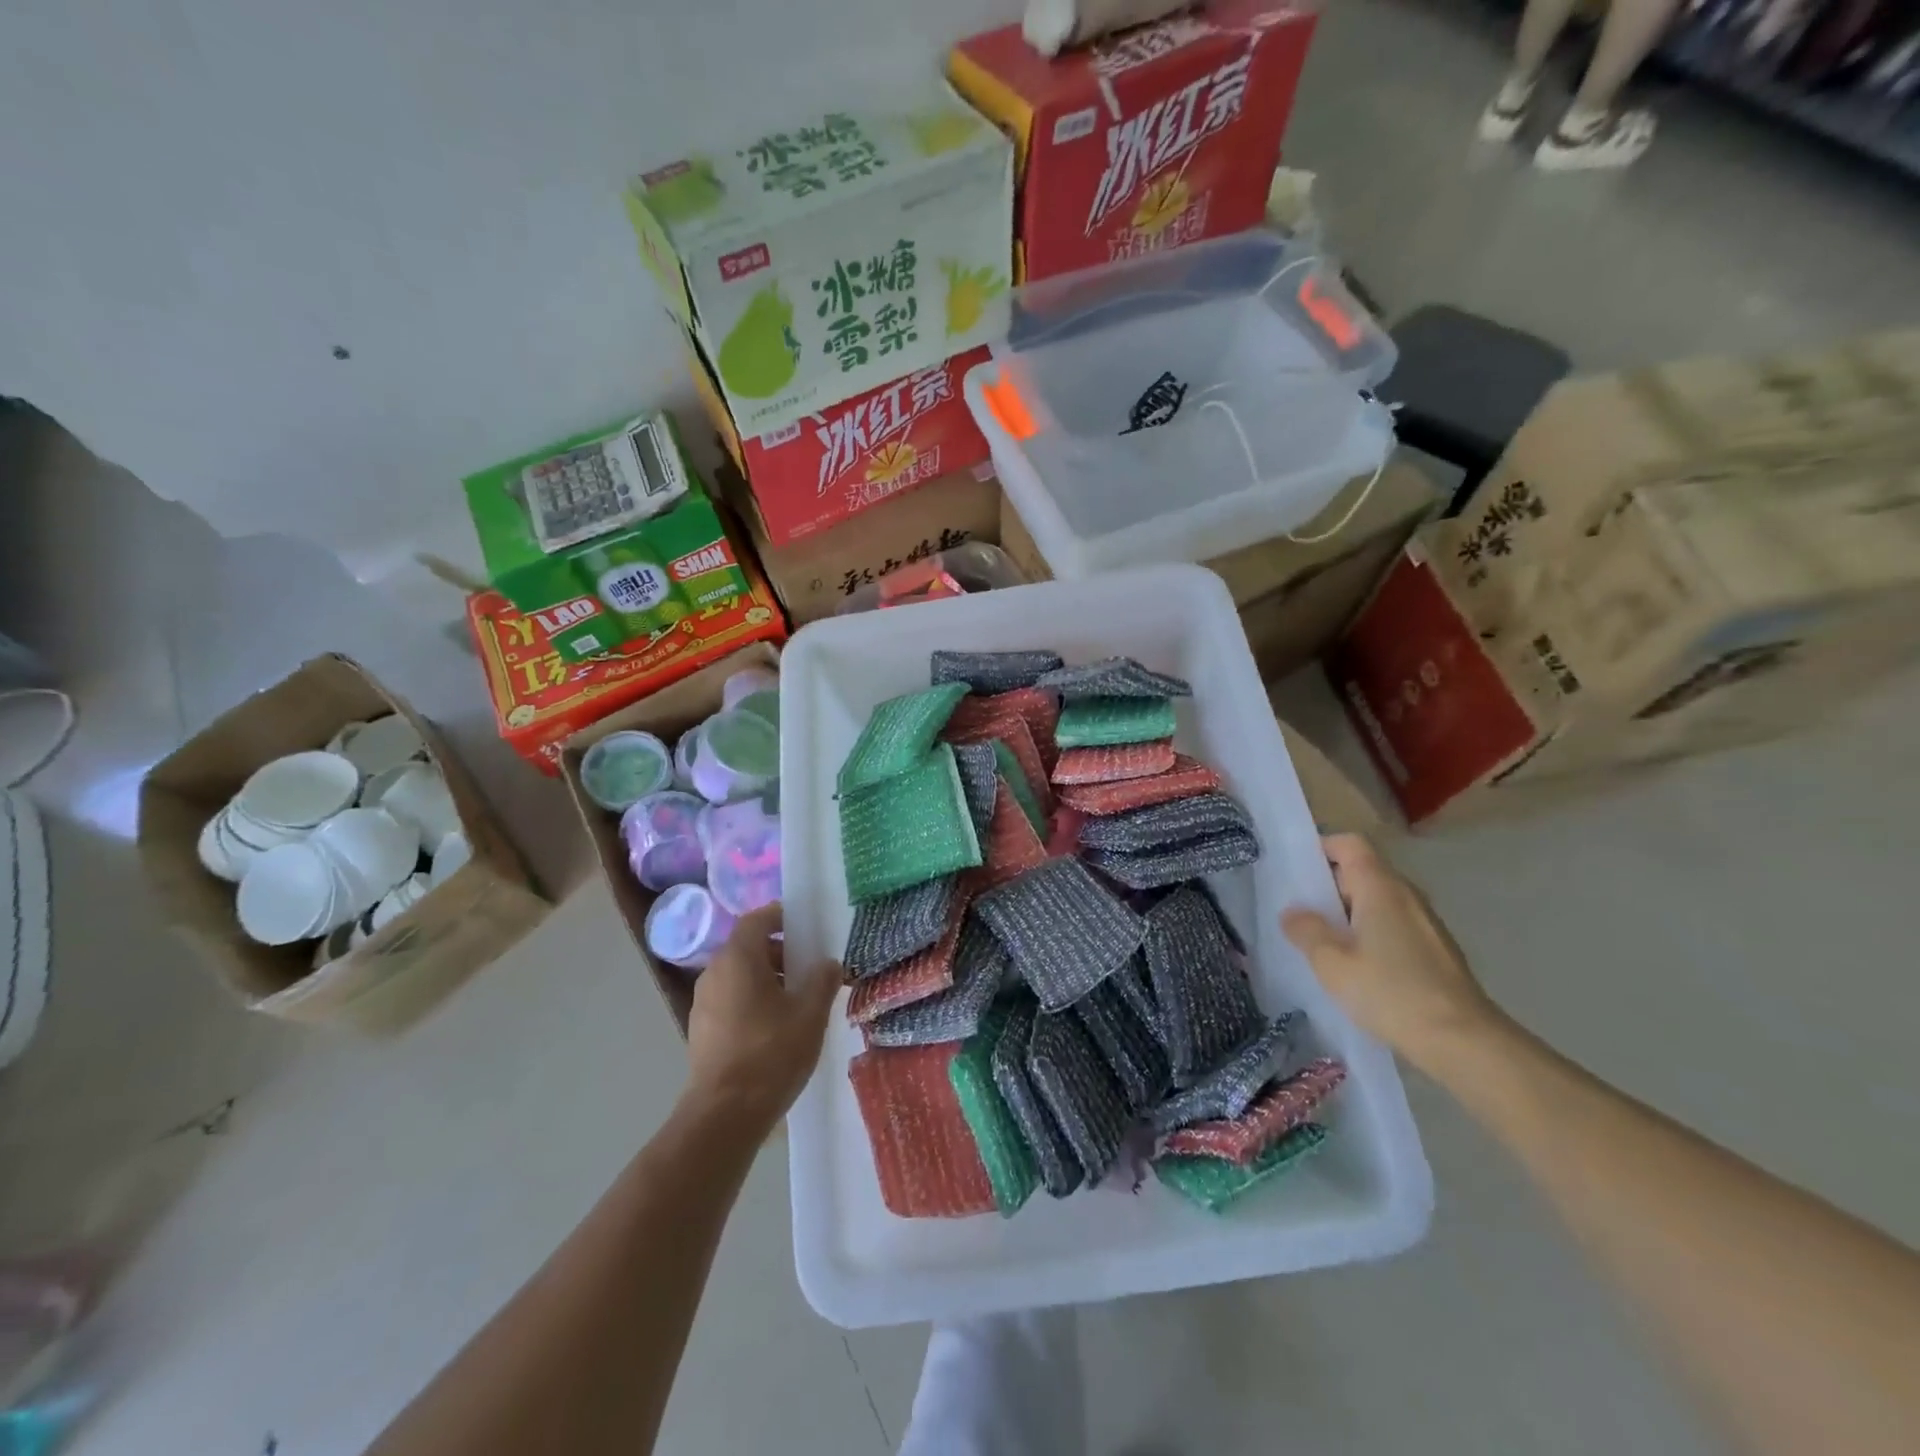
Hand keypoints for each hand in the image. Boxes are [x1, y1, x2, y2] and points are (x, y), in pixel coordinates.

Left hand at [685, 904, 840, 1130]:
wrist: (724, 1115)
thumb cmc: (771, 1053)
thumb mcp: (810, 1014)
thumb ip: (823, 981)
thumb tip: (828, 964)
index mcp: (738, 959)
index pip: (756, 920)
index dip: (780, 916)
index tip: (804, 926)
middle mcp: (714, 973)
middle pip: (748, 948)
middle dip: (779, 952)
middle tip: (809, 969)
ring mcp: (703, 1004)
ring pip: (739, 976)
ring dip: (767, 979)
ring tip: (797, 1001)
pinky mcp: (701, 1031)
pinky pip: (730, 1000)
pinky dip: (752, 1001)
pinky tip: (775, 1028)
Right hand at [1281, 834, 1503, 1068]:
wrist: (1464, 1042)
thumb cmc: (1390, 992)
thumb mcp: (1331, 963)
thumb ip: (1307, 931)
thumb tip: (1293, 911)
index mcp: (1380, 887)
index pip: (1349, 844)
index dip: (1320, 848)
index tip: (1295, 870)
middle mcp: (1406, 895)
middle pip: (1362, 871)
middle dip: (1328, 886)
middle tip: (1299, 912)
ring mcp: (1426, 923)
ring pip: (1378, 901)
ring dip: (1349, 914)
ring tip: (1323, 943)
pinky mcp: (1436, 950)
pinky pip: (1394, 925)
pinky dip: (1370, 934)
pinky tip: (1358, 968)